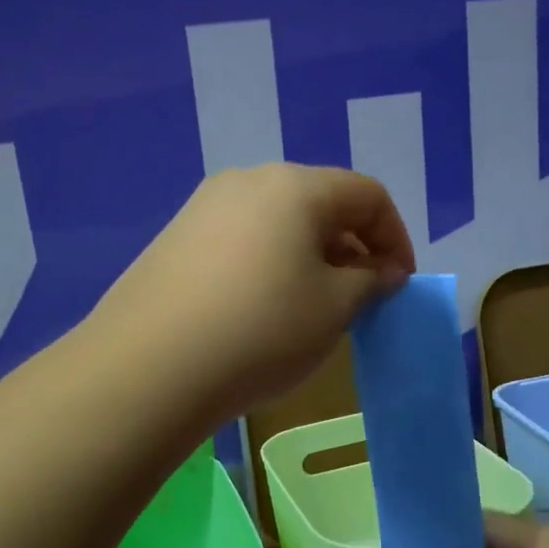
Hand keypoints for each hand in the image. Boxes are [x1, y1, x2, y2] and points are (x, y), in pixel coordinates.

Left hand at [94, 164, 414, 417]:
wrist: (149, 367)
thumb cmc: (261, 331)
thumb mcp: (333, 309)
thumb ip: (369, 281)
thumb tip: (380, 270)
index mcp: (295, 186)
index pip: (367, 195)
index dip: (395, 237)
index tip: (399, 284)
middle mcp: (247, 181)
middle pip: (319, 202)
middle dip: (352, 246)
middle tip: (360, 296)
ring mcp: (204, 207)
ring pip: (278, 222)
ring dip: (310, 256)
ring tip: (313, 306)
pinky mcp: (175, 239)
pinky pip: (241, 239)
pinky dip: (269, 264)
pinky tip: (262, 309)